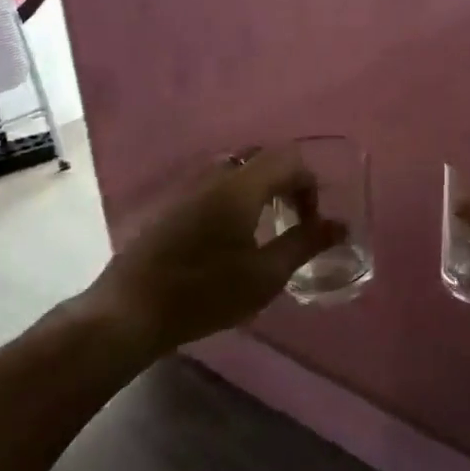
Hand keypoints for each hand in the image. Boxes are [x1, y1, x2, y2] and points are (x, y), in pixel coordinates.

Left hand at [84, 147, 345, 356]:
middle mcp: (214, 176)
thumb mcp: (265, 275)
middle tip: (291, 220)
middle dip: (286, 184)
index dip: (309, 187)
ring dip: (260, 191)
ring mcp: (188, 188)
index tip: (310, 224)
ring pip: (236, 171)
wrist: (130, 311)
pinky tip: (230, 238)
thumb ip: (305, 244)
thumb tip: (340, 225)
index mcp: (241, 186)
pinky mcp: (171, 206)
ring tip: (264, 230)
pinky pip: (215, 186)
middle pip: (262, 159)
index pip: (289, 161)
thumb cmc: (204, 293)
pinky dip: (236, 199)